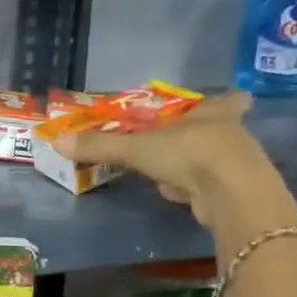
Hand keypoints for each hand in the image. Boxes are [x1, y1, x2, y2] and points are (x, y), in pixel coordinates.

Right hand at [57, 92, 294, 232]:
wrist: (232, 195)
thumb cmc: (189, 154)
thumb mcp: (137, 148)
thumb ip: (100, 145)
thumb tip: (56, 141)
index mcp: (214, 113)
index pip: (231, 100)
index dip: (230, 100)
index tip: (233, 99)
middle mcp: (233, 135)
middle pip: (222, 130)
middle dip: (203, 135)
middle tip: (181, 139)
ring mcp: (239, 166)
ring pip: (215, 160)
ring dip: (196, 166)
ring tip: (172, 172)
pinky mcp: (236, 194)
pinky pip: (210, 187)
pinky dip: (194, 191)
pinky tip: (179, 196)